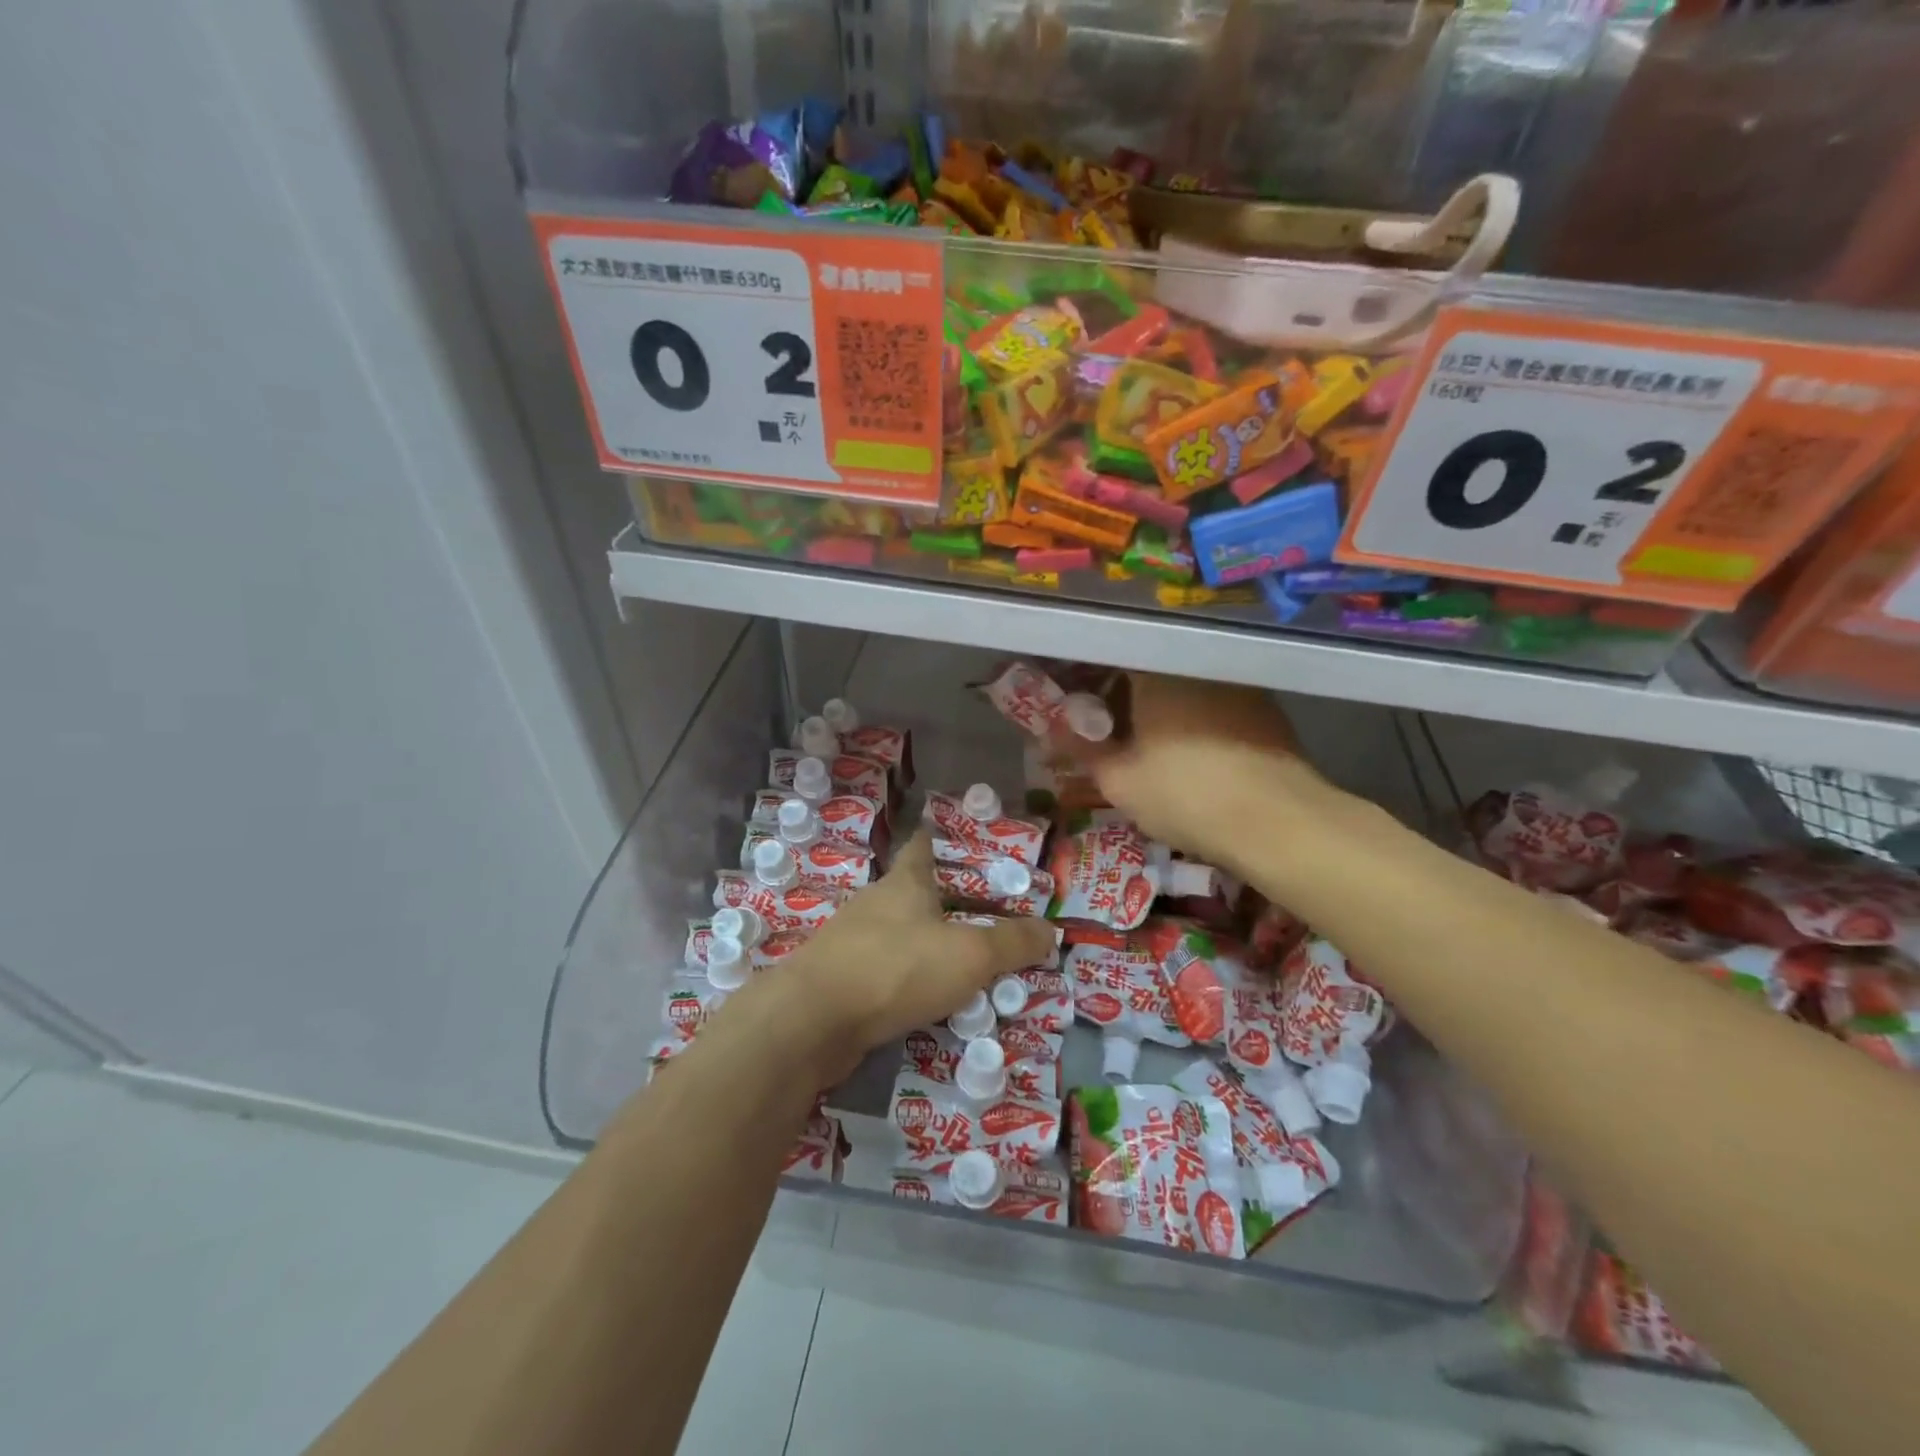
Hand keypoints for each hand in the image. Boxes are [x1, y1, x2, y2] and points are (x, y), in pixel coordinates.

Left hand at [728, 832, 1055, 1086]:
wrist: (813, 1021)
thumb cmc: (896, 968)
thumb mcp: (969, 955)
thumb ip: (1012, 944)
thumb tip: (1049, 930)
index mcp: (905, 883)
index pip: (923, 845)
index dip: (942, 837)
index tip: (962, 838)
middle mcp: (877, 903)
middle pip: (916, 892)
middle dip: (948, 900)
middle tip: (988, 914)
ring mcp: (853, 941)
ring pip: (901, 933)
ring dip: (930, 943)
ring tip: (967, 961)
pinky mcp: (841, 979)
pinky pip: (887, 971)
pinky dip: (910, 979)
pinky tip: (930, 999)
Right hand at [1049, 672, 1316, 875]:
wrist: (1278, 823)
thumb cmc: (1184, 795)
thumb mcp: (1119, 781)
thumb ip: (1083, 750)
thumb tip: (1054, 731)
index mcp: (1156, 671)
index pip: (1109, 658)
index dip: (1087, 681)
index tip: (1076, 708)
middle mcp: (1197, 666)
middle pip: (1148, 671)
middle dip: (1123, 698)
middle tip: (1108, 734)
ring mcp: (1236, 685)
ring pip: (1183, 688)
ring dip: (1161, 710)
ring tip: (1148, 747)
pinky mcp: (1265, 710)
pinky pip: (1214, 705)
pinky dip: (1195, 721)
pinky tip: (1192, 754)